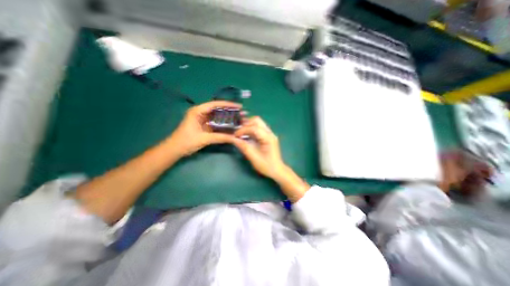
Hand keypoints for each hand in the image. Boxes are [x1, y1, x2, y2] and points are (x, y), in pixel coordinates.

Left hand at [167, 100, 240, 156]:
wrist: (175, 150)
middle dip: (229, 111)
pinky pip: (216, 123)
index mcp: (198, 111)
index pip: (215, 104)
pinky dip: (223, 125)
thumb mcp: (204, 139)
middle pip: (217, 109)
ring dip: (227, 118)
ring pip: (217, 116)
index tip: (239, 106)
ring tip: (238, 119)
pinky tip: (231, 126)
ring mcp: (203, 119)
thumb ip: (220, 137)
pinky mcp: (204, 126)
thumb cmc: (186, 141)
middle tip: (241, 114)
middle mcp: (200, 113)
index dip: (228, 105)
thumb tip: (235, 138)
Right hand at [233, 117, 310, 200]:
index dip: (243, 130)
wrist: (277, 170)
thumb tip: (233, 139)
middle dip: (246, 124)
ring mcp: (270, 134)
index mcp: (268, 138)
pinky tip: (246, 134)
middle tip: (238, 131)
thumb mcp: (253, 157)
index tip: (235, 135)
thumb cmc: (266, 165)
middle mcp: (270, 133)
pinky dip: (251, 128)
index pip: (254, 128)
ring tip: (240, 132)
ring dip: (248, 125)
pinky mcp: (268, 136)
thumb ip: (244, 147)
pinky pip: (259, 127)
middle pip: (257, 121)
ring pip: (258, 122)